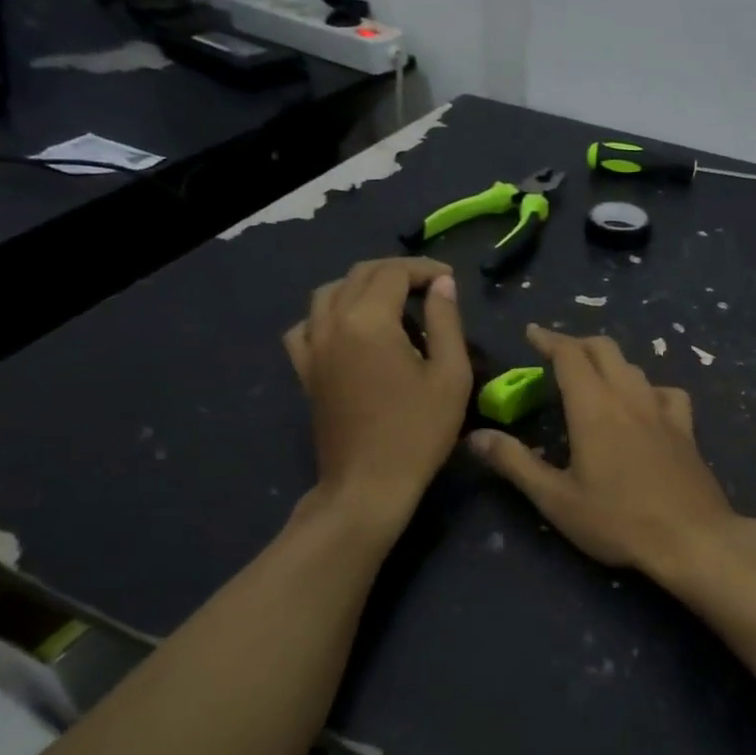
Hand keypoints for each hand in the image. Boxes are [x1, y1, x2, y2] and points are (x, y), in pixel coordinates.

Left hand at [284, 257, 471, 523]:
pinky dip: (327, 314)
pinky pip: (306, 325)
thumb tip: (443, 285)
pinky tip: (347, 328)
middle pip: (360, 275)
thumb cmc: (418, 432)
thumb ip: (447, 322)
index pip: (395, 273)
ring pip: (329, 293)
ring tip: (391, 300)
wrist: (368, 485)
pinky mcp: (305, 370)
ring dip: (361, 285)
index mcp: (369, 320)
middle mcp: (333, 323)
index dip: (425, 270)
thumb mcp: (450, 375)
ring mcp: (313, 347)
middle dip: (397, 272)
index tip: (450, 281)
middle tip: (429, 286)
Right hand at [469, 326, 741, 580]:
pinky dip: (647, 387)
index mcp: (593, 407)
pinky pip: (666, 391)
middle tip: (556, 352)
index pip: (569, 355)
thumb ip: (515, 463)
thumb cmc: (617, 520)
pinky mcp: (685, 428)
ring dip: (609, 361)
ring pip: (633, 366)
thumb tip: (476, 436)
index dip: (548, 339)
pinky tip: (645, 404)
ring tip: (593, 375)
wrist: (692, 538)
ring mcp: (662, 410)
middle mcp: (628, 396)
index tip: (532, 333)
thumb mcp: (556, 498)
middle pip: (604, 349)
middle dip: (577, 343)